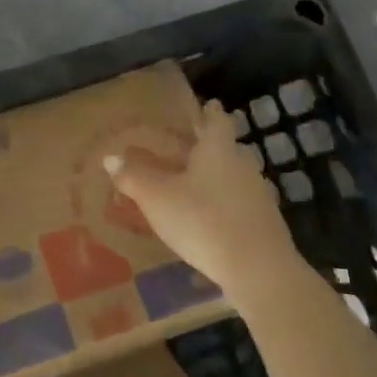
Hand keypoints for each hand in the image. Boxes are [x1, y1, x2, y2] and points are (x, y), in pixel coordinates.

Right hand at [105, 100, 302, 309]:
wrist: (258, 270)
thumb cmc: (203, 220)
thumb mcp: (157, 198)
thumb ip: (133, 177)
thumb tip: (110, 158)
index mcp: (218, 149)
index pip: (217, 120)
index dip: (210, 112)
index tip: (207, 106)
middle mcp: (242, 165)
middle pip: (227, 148)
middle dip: (208, 147)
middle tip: (187, 147)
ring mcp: (258, 195)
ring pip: (235, 177)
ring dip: (217, 178)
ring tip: (194, 185)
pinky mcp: (265, 225)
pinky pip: (240, 204)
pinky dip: (225, 206)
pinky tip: (210, 220)